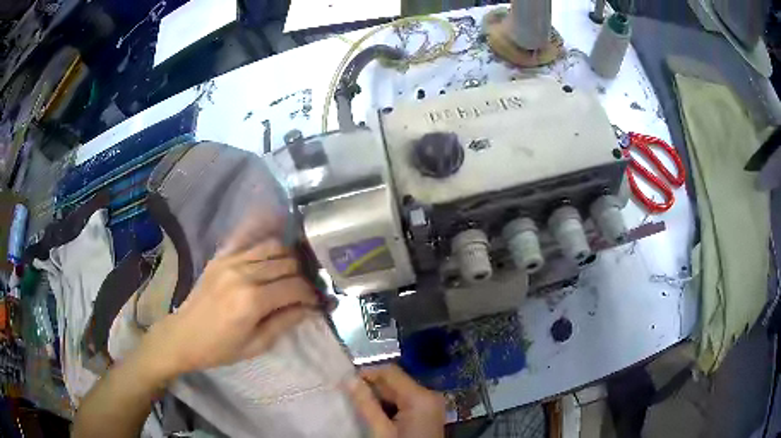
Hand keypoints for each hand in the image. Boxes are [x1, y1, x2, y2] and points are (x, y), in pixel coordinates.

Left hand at [138, 238, 318, 379]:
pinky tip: (276, 246)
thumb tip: (310, 307)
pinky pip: (250, 240)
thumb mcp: (256, 345)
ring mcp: (230, 260)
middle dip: (303, 275)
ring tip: (293, 272)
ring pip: (272, 247)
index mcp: (252, 301)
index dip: (311, 294)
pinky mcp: (221, 256)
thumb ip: (285, 322)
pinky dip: (266, 241)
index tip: (318, 301)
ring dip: (288, 258)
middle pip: (286, 263)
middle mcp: (243, 273)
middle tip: (308, 288)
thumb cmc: (220, 348)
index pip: (295, 287)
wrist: (183, 336)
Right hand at [349, 365, 445, 437]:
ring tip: (358, 405)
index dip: (367, 374)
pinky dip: (389, 405)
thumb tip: (349, 379)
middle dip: (371, 387)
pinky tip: (375, 414)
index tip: (345, 383)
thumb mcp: (381, 430)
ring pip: (398, 392)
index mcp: (420, 396)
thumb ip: (366, 404)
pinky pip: (405, 402)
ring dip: (378, 397)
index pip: (390, 372)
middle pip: (395, 382)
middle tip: (349, 395)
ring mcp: (430, 405)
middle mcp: (429, 395)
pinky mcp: (427, 414)